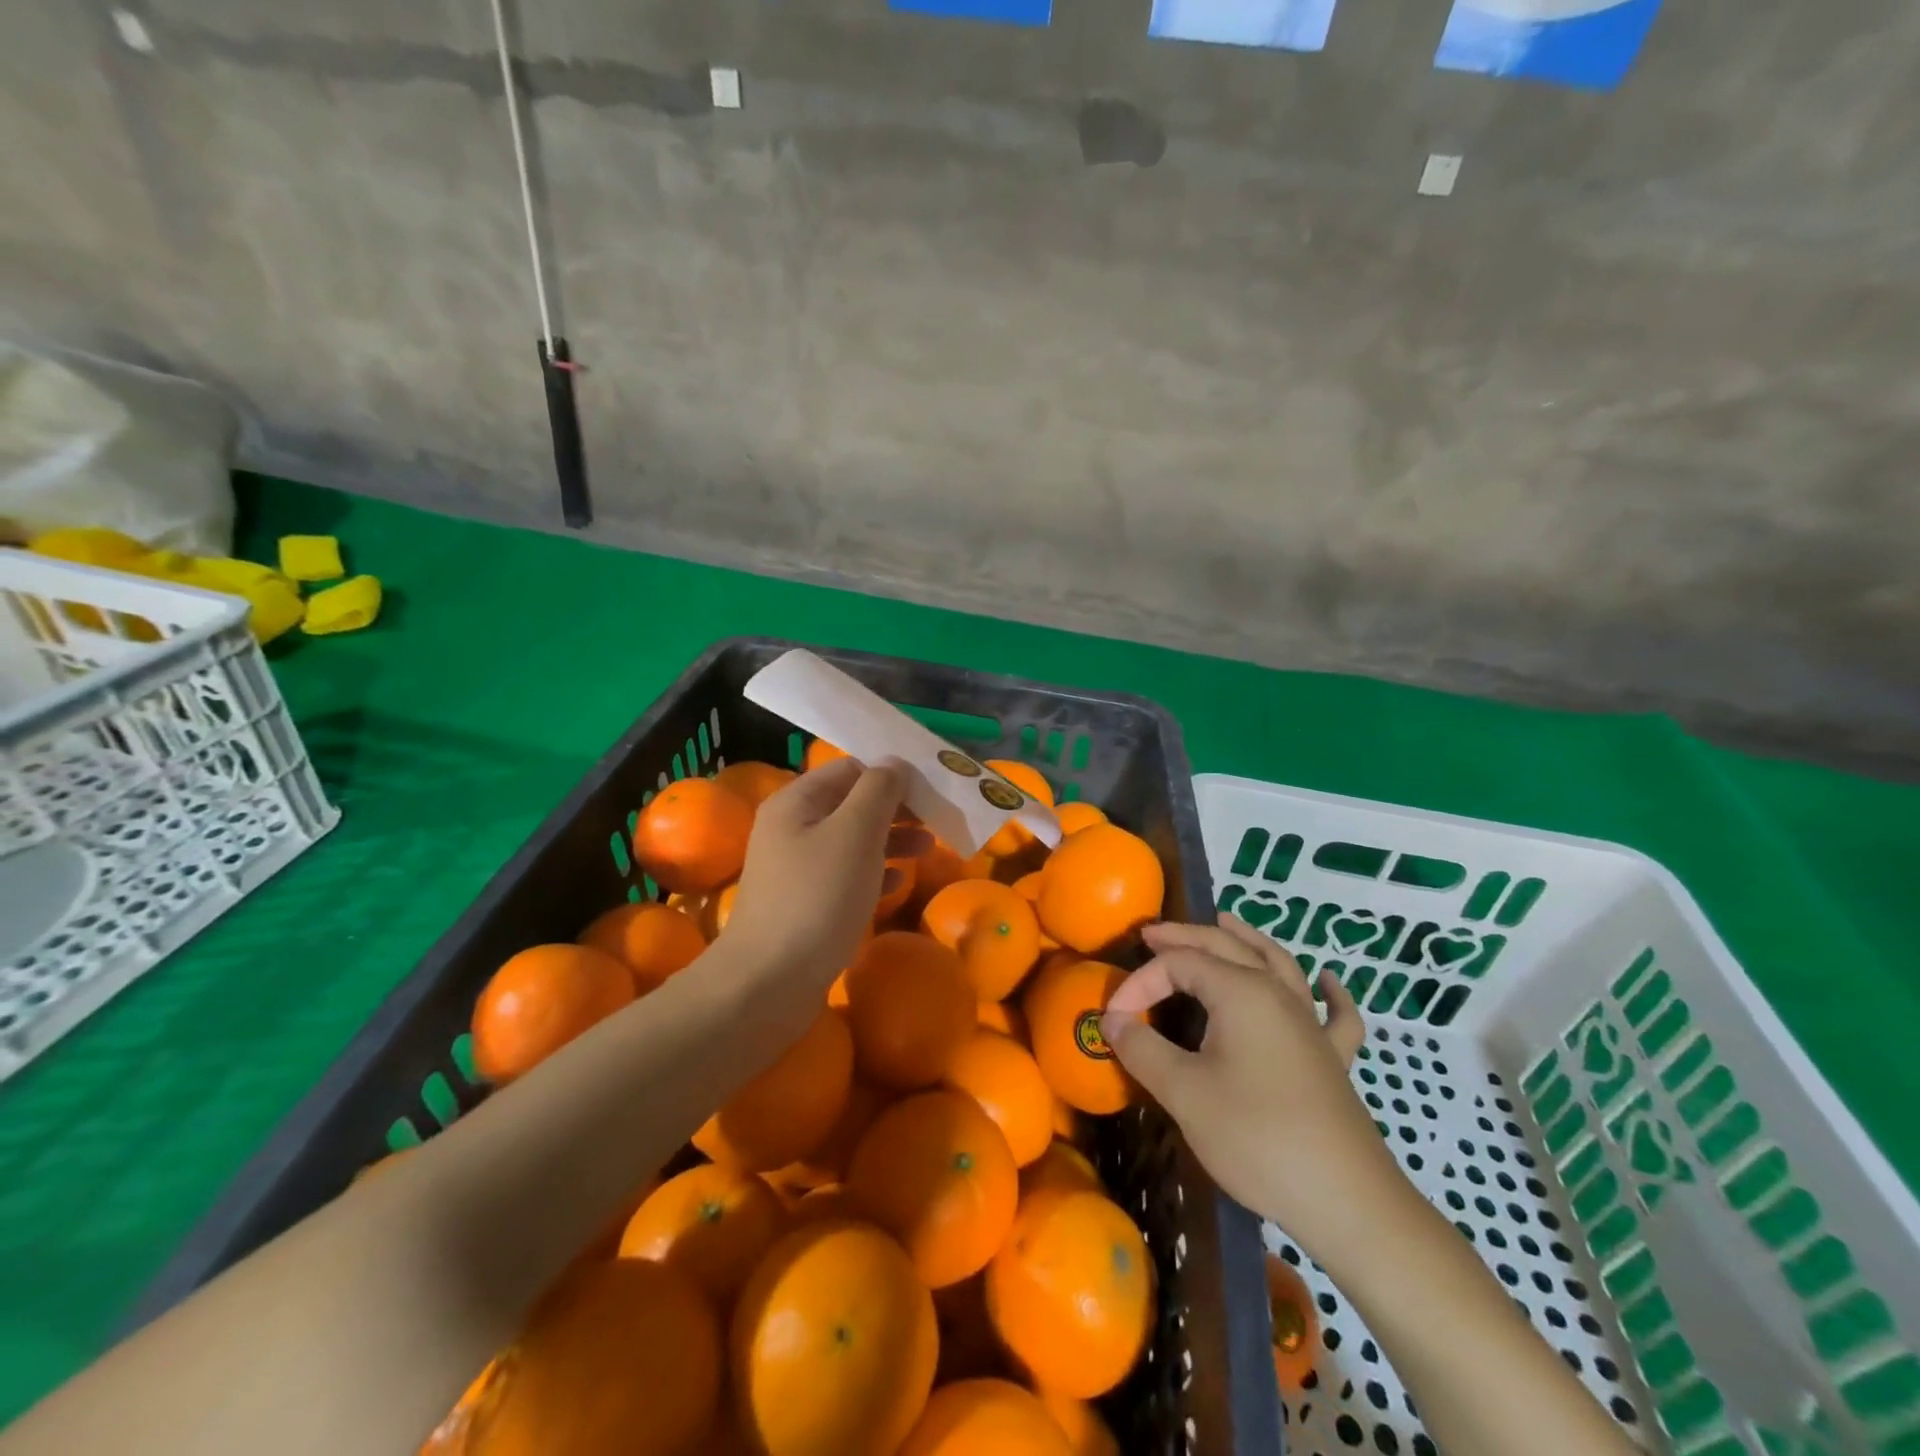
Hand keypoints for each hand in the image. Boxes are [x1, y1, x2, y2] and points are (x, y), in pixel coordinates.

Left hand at [723, 759, 910, 997]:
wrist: (768, 983)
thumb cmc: (818, 897)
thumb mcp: (855, 834)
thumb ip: (878, 791)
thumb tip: (895, 763)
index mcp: (798, 801)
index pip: (850, 769)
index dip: (891, 774)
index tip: (930, 790)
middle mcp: (793, 827)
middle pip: (852, 804)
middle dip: (896, 809)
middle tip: (937, 820)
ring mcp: (797, 868)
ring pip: (852, 841)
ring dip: (891, 840)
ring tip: (929, 849)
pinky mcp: (805, 903)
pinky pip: (846, 875)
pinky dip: (875, 873)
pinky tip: (899, 883)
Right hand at [1102, 915, 1410, 1263]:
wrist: (1347, 1203)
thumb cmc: (1257, 1139)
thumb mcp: (1184, 1093)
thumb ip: (1143, 1049)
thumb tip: (1115, 1021)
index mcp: (1240, 991)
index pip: (1178, 964)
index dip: (1140, 982)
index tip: (1114, 1018)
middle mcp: (1277, 993)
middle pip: (1226, 946)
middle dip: (1184, 936)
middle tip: (1150, 935)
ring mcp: (1310, 1024)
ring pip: (1278, 962)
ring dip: (1247, 939)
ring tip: (1226, 921)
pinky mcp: (1332, 1058)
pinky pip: (1334, 1013)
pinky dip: (1330, 992)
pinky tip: (1328, 981)